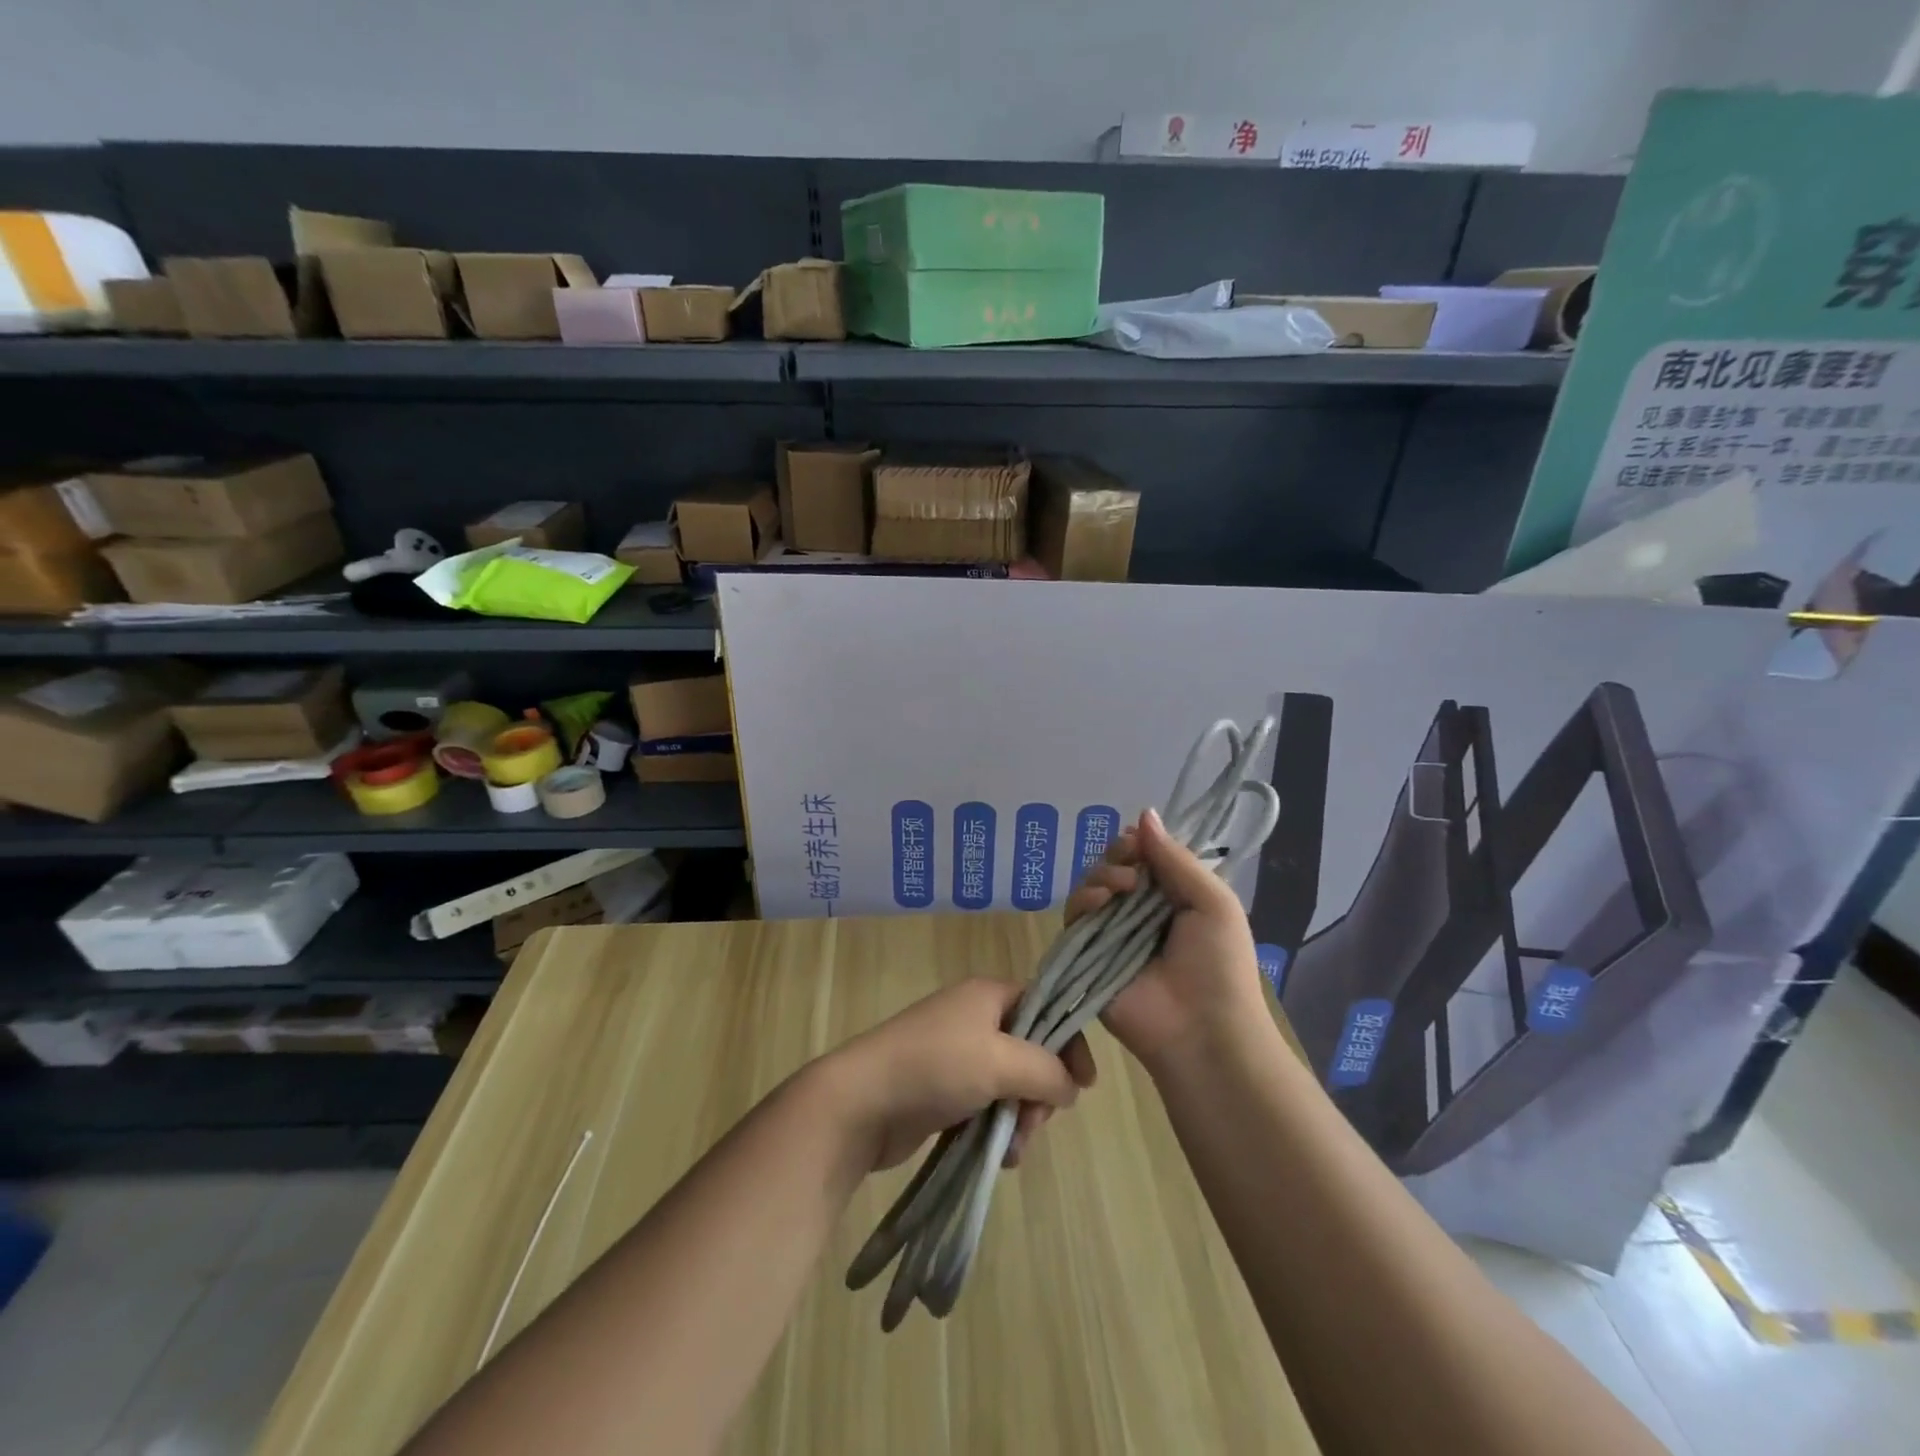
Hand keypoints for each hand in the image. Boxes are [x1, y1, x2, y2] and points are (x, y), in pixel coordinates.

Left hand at [822, 979, 1097, 1172]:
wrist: (861, 1102)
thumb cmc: (935, 1067)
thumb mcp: (1001, 1061)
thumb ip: (1046, 1070)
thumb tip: (1070, 1087)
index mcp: (987, 995)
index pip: (1045, 1006)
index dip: (1068, 1042)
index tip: (1083, 1085)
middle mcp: (974, 1019)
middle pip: (1031, 1050)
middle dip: (1040, 1091)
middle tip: (1034, 1123)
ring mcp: (956, 1055)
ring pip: (1010, 1085)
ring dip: (1020, 1118)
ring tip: (1012, 1148)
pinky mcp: (943, 1091)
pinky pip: (986, 1107)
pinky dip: (997, 1130)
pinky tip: (997, 1157)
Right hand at [1065, 807, 1265, 1071]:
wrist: (1203, 1030)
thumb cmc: (1220, 965)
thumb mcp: (1213, 901)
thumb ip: (1176, 858)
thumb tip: (1144, 813)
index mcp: (1172, 898)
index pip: (1144, 857)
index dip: (1138, 843)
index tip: (1139, 841)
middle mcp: (1138, 912)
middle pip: (1113, 867)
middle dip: (1118, 856)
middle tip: (1131, 867)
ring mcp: (1110, 933)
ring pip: (1090, 886)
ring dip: (1101, 875)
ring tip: (1121, 888)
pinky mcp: (1086, 954)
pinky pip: (1073, 916)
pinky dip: (1082, 900)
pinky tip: (1100, 900)